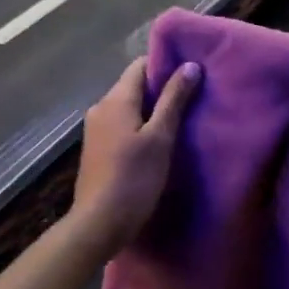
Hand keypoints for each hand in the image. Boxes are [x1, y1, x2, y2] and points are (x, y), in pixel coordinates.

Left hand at [72, 57, 202, 254]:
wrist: (99, 222)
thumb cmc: (134, 178)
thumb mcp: (160, 138)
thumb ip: (174, 100)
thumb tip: (190, 66)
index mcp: (115, 100)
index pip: (140, 66)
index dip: (165, 65)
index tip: (191, 74)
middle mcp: (100, 108)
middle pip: (134, 86)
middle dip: (161, 89)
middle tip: (192, 99)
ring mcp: (96, 129)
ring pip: (129, 108)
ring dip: (152, 110)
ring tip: (180, 121)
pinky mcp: (97, 149)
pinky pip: (122, 126)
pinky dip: (140, 127)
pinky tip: (158, 142)